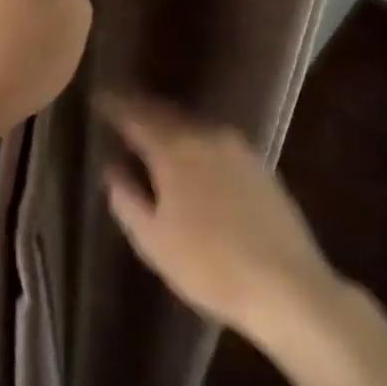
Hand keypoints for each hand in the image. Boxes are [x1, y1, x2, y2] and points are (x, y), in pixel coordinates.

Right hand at [99, 97, 340, 345]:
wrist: (288, 287)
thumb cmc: (209, 266)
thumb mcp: (153, 240)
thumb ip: (126, 199)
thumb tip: (112, 168)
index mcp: (174, 151)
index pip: (136, 117)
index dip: (114, 106)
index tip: (98, 99)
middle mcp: (206, 137)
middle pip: (166, 114)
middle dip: (141, 109)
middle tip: (121, 108)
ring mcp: (238, 149)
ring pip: (193, 126)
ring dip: (169, 124)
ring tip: (151, 129)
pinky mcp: (260, 166)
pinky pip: (214, 140)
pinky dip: (194, 140)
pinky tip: (190, 155)